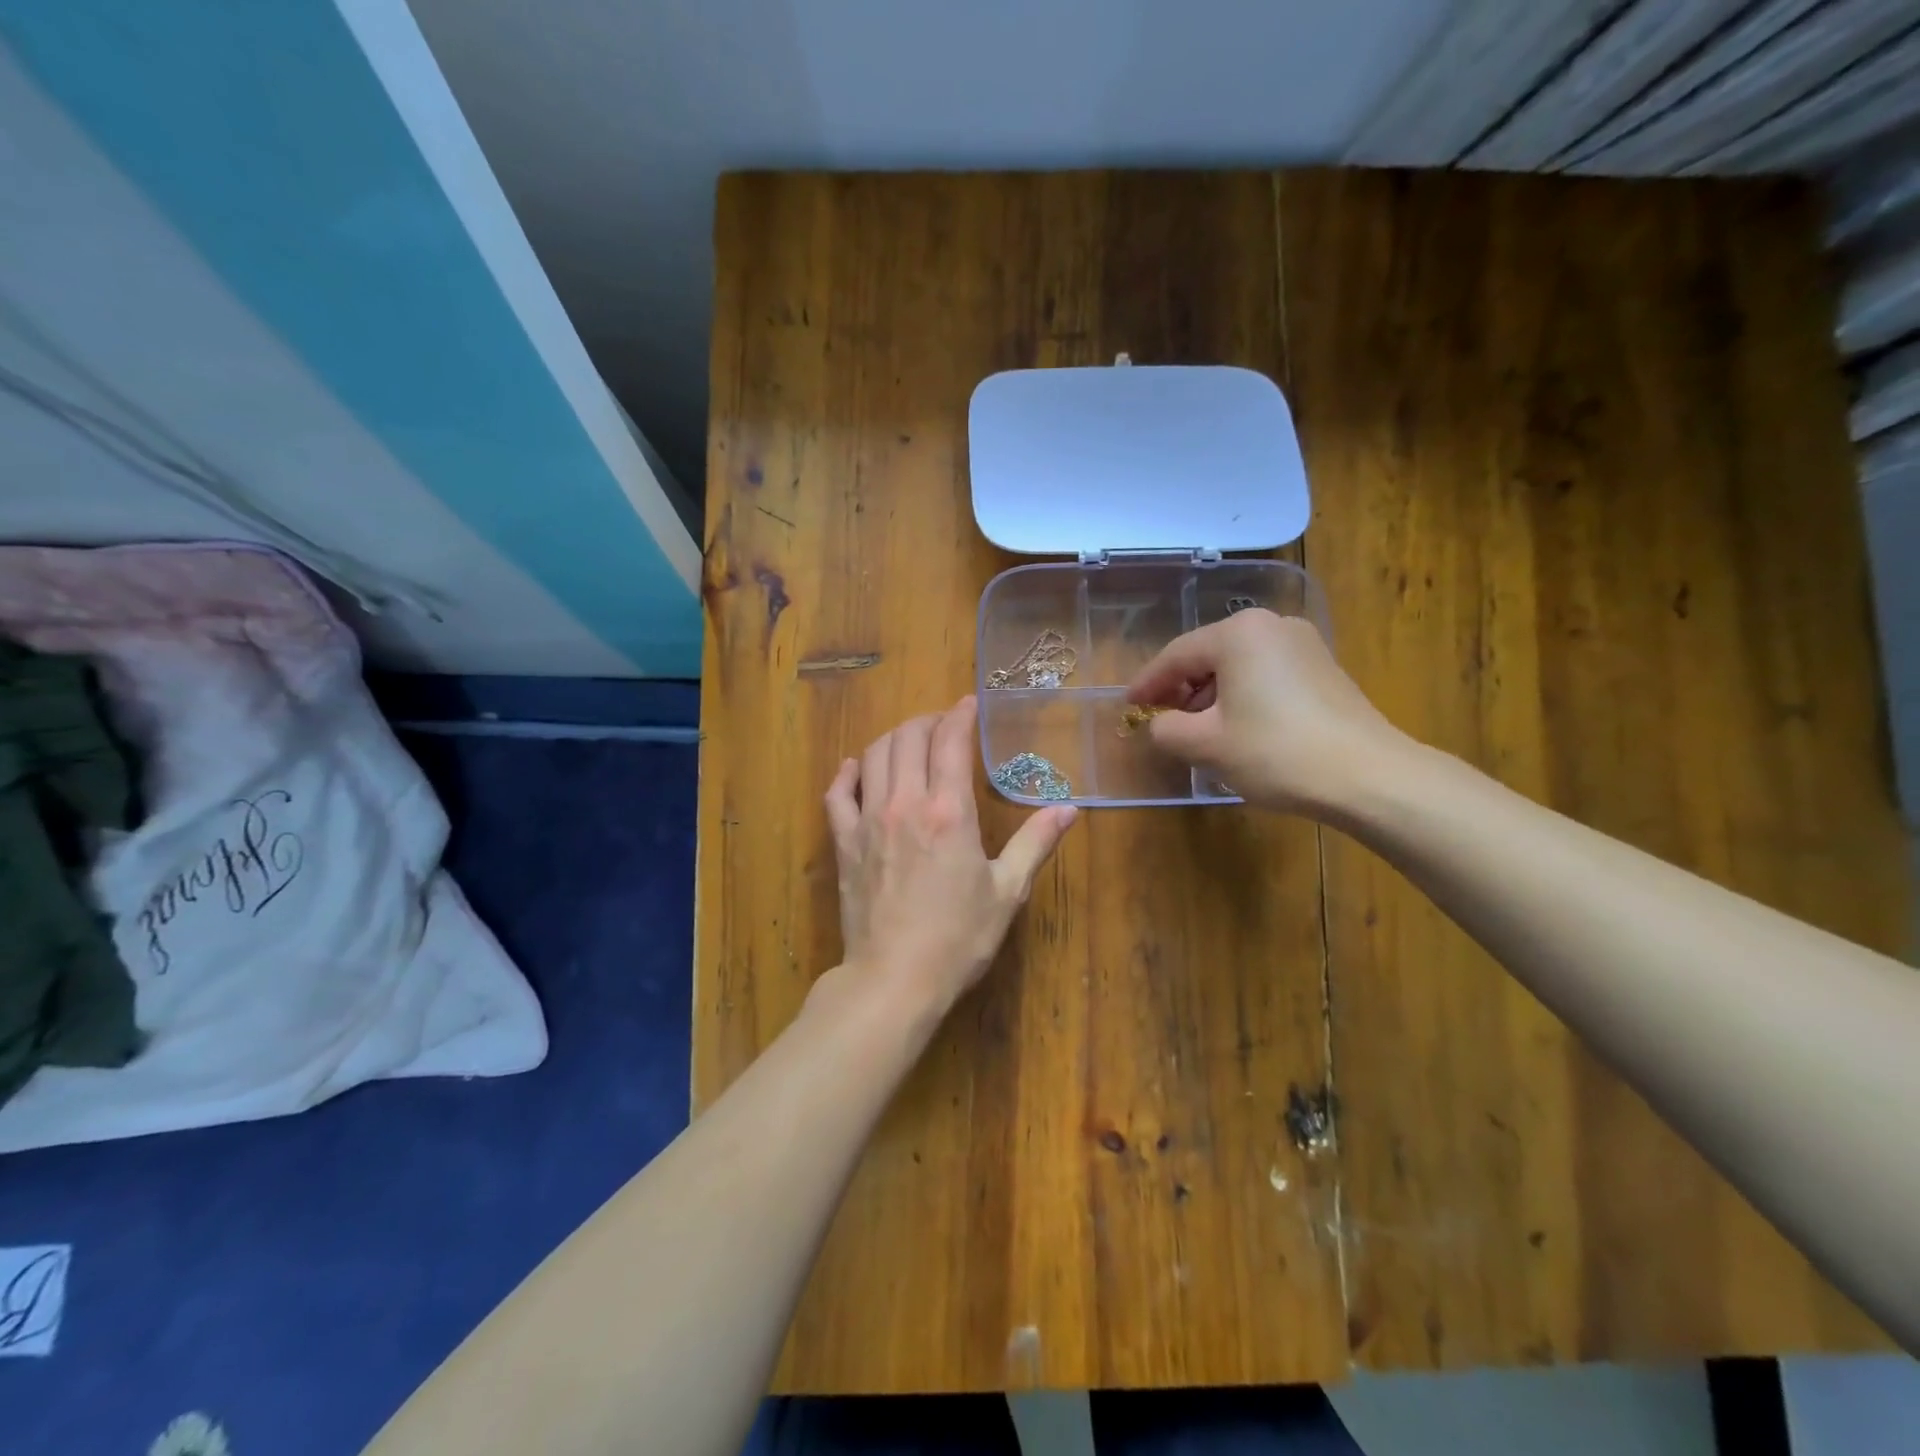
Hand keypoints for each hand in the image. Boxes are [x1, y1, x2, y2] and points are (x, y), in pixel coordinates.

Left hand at [824, 696, 1076, 1018]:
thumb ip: (1035, 843)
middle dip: (927, 720)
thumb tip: (1069, 808)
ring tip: (911, 742)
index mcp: (948, 811)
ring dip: (894, 738)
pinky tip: (857, 769)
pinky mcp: (844, 843)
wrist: (894, 979)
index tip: (969, 704)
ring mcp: (867, 820)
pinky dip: (848, 773)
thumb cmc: (958, 938)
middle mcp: (904, 803)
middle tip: (943, 724)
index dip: (960, 715)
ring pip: (873, 755)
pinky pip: (837, 793)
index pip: (950, 742)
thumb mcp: (1007, 892)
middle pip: (908, 738)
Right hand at [1127, 609, 1405, 815]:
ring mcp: (1303, 644)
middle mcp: (1271, 625)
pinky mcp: (1324, 668)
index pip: (1176, 656)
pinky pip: (1265, 674)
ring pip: (1238, 665)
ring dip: (1211, 694)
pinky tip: (1238, 727)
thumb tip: (1162, 724)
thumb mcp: (1205, 745)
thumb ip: (1166, 729)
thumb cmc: (1275, 752)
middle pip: (1208, 656)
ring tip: (1198, 730)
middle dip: (1180, 689)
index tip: (1128, 707)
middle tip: (1162, 720)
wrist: (1369, 776)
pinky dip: (1242, 695)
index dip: (1147, 684)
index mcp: (1238, 634)